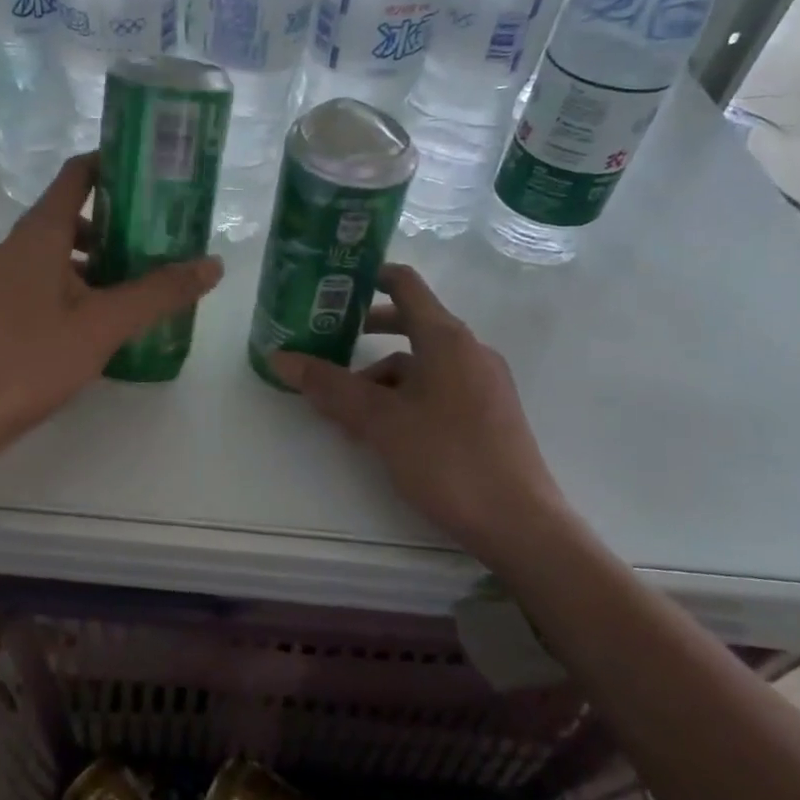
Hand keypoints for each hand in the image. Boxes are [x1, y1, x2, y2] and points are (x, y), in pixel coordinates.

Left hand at [0, 154, 223, 457]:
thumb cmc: (33, 358)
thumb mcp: (104, 324)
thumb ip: (160, 293)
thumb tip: (213, 264)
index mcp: (39, 234)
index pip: (77, 175)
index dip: (114, 164)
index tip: (155, 172)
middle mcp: (17, 246)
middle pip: (71, 214)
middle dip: (118, 221)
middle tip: (163, 236)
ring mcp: (4, 278)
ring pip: (59, 251)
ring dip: (99, 258)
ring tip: (140, 281)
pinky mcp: (0, 307)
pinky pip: (46, 278)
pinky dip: (78, 283)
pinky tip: (102, 318)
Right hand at [270, 265, 573, 568]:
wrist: (519, 523)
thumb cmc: (446, 458)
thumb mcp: (379, 420)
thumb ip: (329, 386)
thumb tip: (280, 357)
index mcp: (446, 339)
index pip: (405, 285)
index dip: (370, 276)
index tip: (335, 283)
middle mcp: (469, 351)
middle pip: (411, 325)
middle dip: (366, 333)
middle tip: (327, 343)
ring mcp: (483, 383)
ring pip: (421, 364)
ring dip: (381, 376)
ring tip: (346, 409)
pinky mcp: (488, 413)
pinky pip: (438, 388)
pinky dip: (405, 397)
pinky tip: (383, 431)